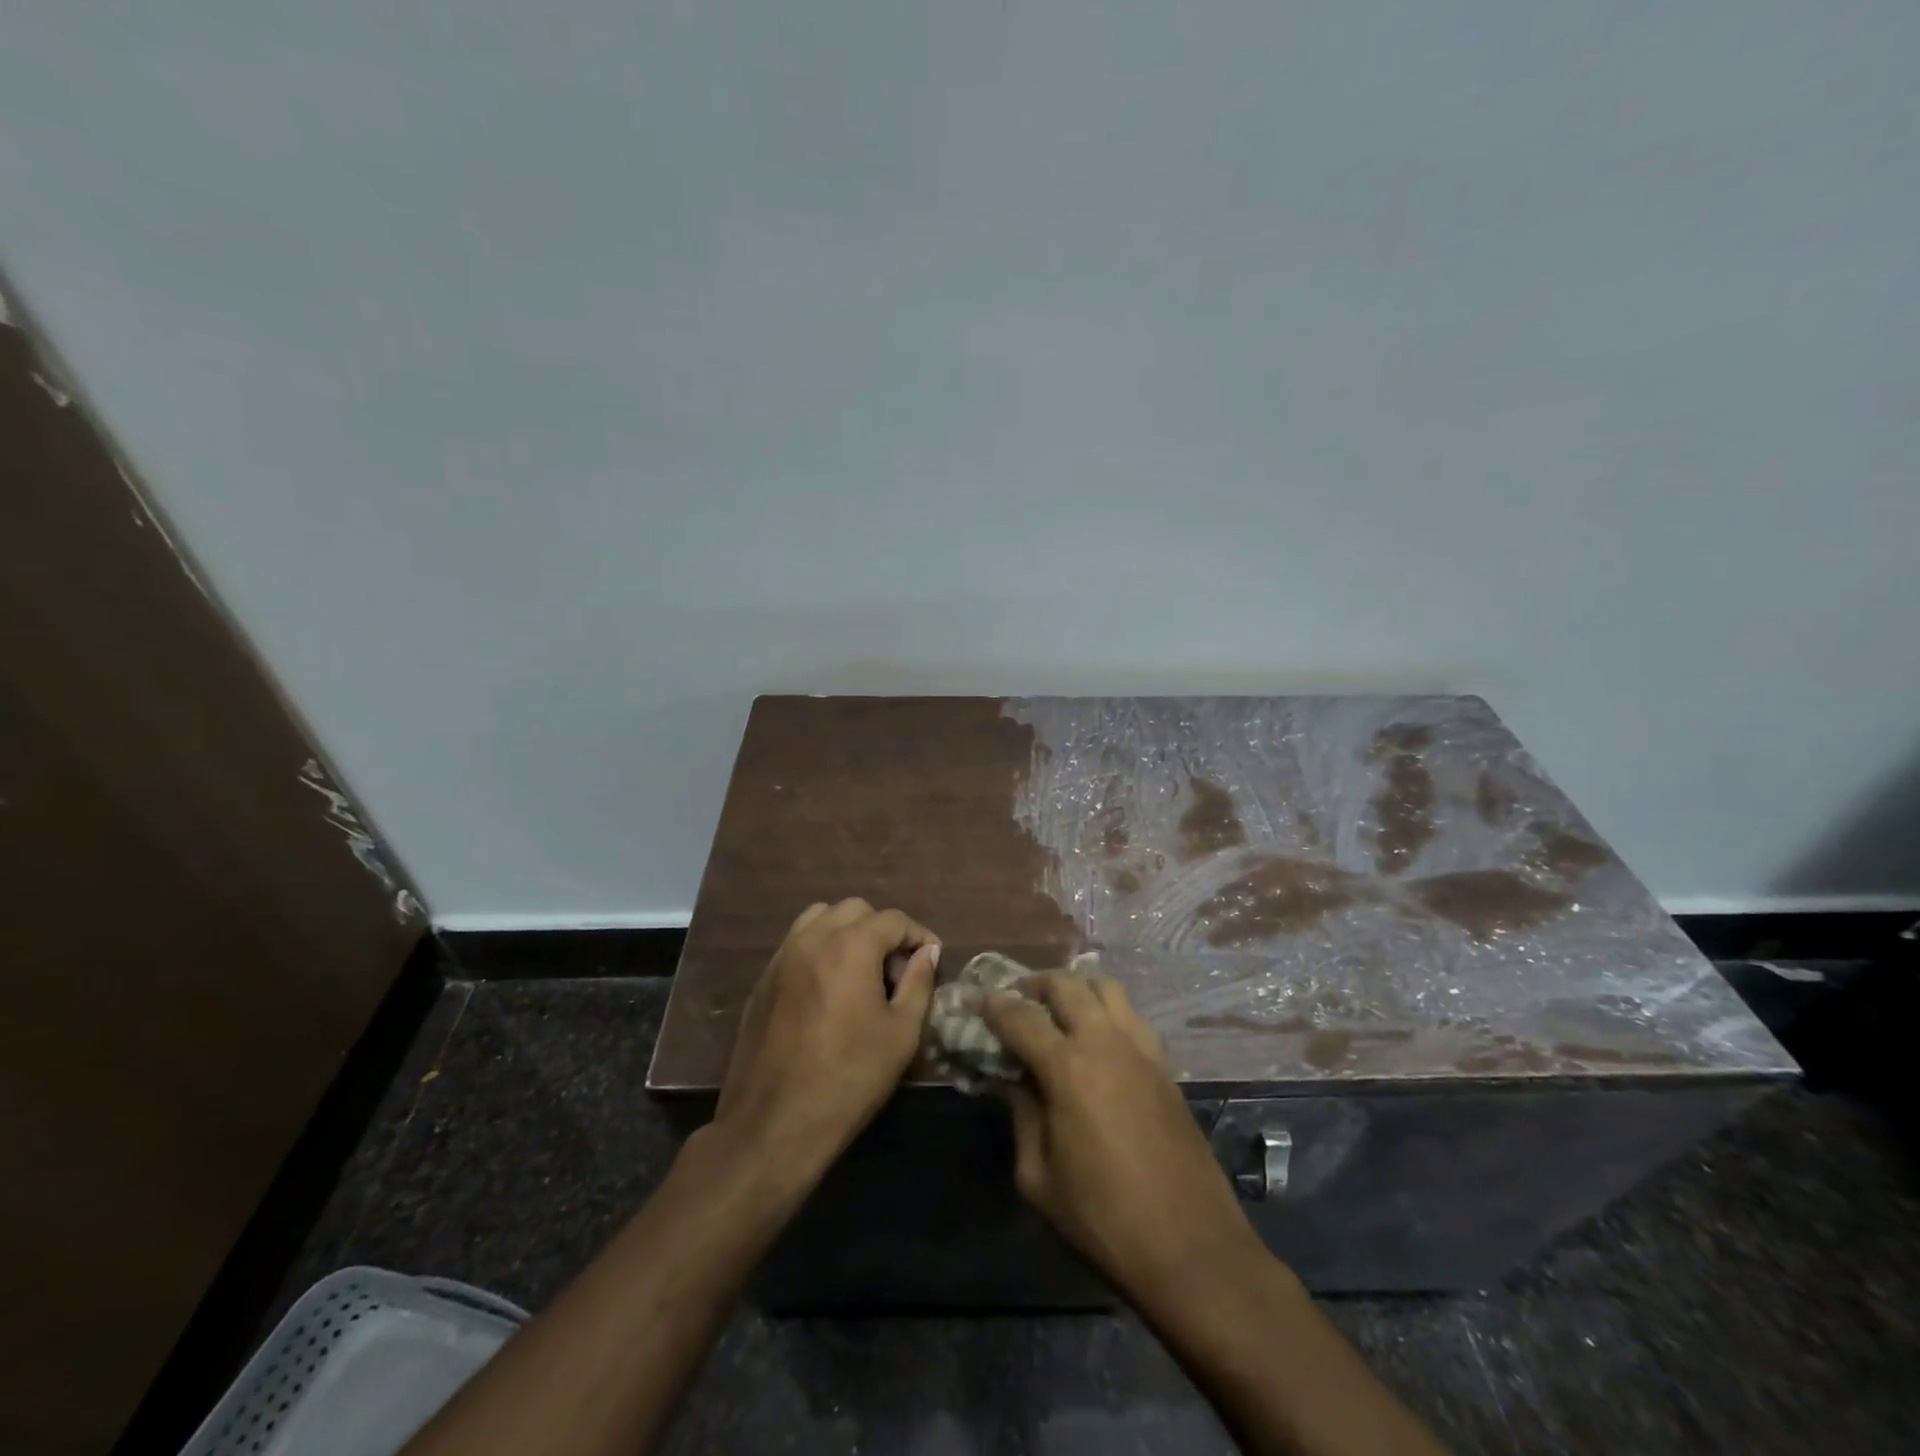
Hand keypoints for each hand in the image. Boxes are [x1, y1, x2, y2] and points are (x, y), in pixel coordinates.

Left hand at [712, 899, 939, 1181]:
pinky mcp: (763, 979)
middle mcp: (813, 938)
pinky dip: (819, 948)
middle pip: (855, 910)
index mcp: (850, 946)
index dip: (918, 935)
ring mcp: (782, 957)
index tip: (930, 960)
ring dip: (846, 932)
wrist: (773, 1124)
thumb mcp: (901, 1034)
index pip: (893, 919)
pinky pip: (796, 943)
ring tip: (860, 971)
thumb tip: (927, 952)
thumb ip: (919, 983)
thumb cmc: (849, 1078)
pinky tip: (829, 988)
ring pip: (820, 918)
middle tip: (895, 970)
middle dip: (881, 930)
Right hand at [982, 974, 1261, 1305]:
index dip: (992, 1004)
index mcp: (1068, 1068)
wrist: (1191, 1247)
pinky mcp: (1165, 1064)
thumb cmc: (1103, 1219)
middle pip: (1066, 985)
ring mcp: (1141, 1048)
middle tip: (1015, 1000)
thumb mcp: (1039, 1177)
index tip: (974, 998)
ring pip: (1106, 987)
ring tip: (1057, 1010)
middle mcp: (1105, 1042)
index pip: (1020, 1017)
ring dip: (1076, 988)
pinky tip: (1097, 1039)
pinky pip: (1131, 1015)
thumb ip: (1022, 1116)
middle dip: (1034, 984)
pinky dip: (1107, 1010)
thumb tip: (1011, 1080)